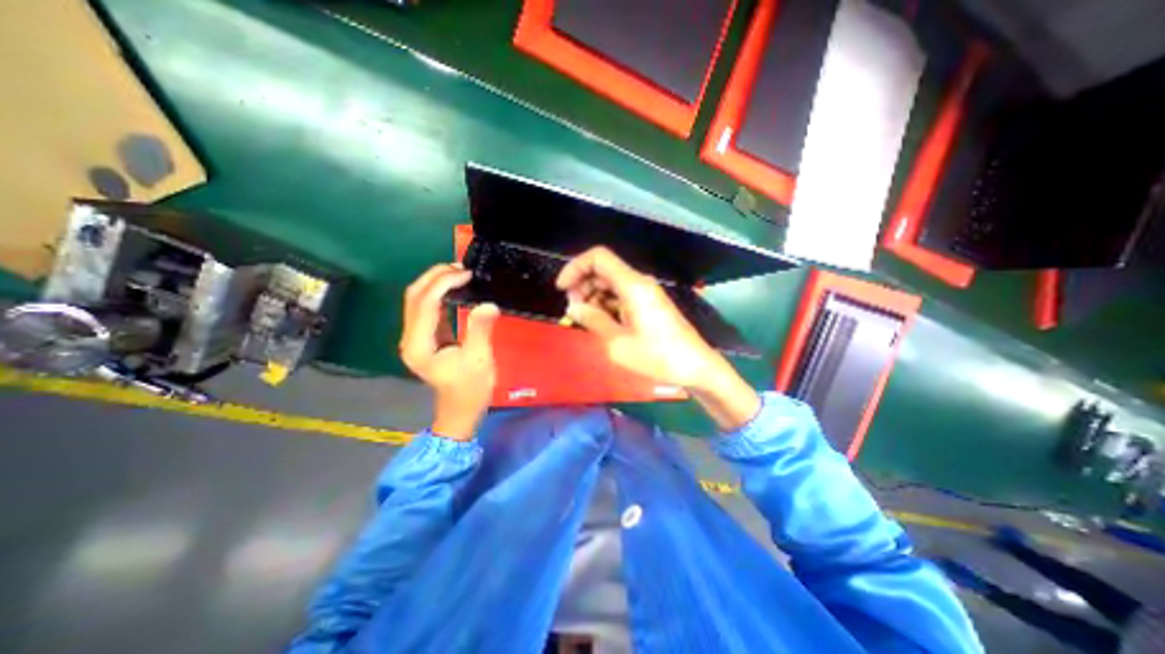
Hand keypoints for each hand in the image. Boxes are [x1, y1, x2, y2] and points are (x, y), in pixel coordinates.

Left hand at [402, 262, 499, 441]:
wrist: (461, 410)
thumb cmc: (470, 389)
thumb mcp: (479, 360)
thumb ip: (480, 330)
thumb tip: (488, 304)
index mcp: (419, 344)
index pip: (424, 303)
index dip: (443, 283)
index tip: (466, 273)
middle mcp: (411, 337)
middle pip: (414, 296)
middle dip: (435, 277)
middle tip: (461, 267)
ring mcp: (416, 337)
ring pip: (418, 299)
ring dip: (436, 282)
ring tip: (459, 272)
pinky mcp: (425, 337)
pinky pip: (428, 307)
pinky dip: (440, 293)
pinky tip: (455, 288)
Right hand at [557, 246, 760, 428]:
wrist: (695, 367)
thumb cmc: (657, 356)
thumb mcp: (617, 343)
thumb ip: (593, 320)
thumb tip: (574, 308)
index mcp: (632, 285)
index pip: (598, 257)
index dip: (575, 268)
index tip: (562, 290)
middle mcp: (639, 283)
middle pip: (603, 271)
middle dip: (582, 286)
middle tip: (574, 312)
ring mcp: (645, 293)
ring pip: (611, 284)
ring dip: (593, 298)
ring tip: (587, 322)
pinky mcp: (648, 305)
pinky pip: (621, 297)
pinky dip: (607, 306)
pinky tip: (602, 324)